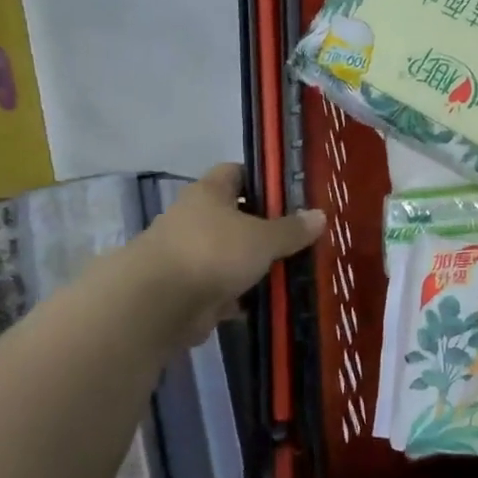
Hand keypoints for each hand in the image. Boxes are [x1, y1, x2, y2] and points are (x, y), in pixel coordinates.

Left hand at [125, 164, 324, 341]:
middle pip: (233, 216)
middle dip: (263, 228)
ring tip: (289, 272)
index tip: (290, 194)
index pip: (235, 172)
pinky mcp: (185, 290)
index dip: (262, 179)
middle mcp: (193, 219)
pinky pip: (220, 288)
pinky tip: (266, 302)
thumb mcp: (263, 238)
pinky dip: (239, 296)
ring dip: (251, 265)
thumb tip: (320, 216)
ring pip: (228, 255)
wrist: (157, 304)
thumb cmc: (212, 253)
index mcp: (208, 193)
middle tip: (298, 237)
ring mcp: (187, 255)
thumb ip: (291, 229)